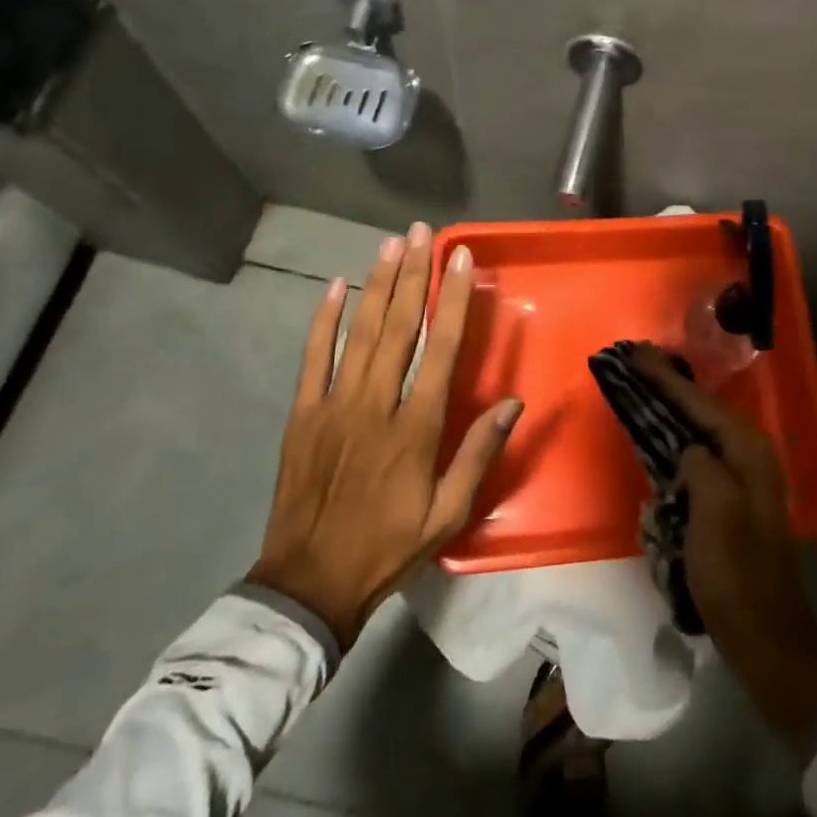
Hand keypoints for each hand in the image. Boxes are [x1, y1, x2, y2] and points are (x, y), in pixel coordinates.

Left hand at [248, 224, 522, 648]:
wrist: (309, 584)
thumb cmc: (388, 547)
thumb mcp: (447, 513)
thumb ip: (478, 454)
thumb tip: (513, 402)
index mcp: (416, 428)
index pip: (441, 348)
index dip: (453, 300)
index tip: (461, 260)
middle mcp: (376, 404)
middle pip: (398, 327)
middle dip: (412, 275)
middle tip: (421, 233)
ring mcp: (334, 406)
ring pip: (358, 333)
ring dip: (376, 285)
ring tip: (389, 244)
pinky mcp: (303, 414)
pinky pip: (313, 358)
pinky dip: (323, 320)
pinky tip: (335, 287)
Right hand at [629, 345, 816, 748]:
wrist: (765, 637)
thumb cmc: (737, 574)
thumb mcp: (715, 511)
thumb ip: (700, 464)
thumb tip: (688, 450)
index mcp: (749, 452)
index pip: (700, 402)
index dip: (666, 377)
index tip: (636, 353)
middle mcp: (750, 456)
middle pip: (700, 409)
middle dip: (668, 386)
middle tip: (636, 363)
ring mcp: (742, 480)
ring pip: (699, 431)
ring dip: (671, 410)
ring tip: (642, 390)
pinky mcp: (730, 502)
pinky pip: (697, 458)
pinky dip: (675, 443)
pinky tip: (658, 438)